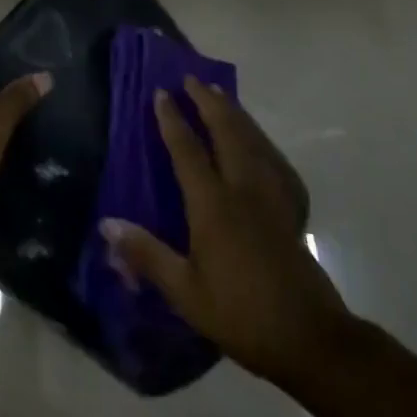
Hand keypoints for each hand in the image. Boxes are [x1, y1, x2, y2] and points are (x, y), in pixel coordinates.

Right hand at [102, 76, 348, 385]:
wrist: (309, 337)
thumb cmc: (240, 313)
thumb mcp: (185, 291)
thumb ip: (146, 254)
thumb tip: (106, 224)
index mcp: (214, 204)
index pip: (188, 150)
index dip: (172, 120)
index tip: (161, 92)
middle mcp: (243, 189)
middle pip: (226, 132)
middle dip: (208, 102)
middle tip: (192, 79)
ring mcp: (272, 196)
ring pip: (253, 140)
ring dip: (234, 113)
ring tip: (221, 95)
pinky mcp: (291, 208)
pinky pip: (274, 159)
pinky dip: (261, 140)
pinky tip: (259, 142)